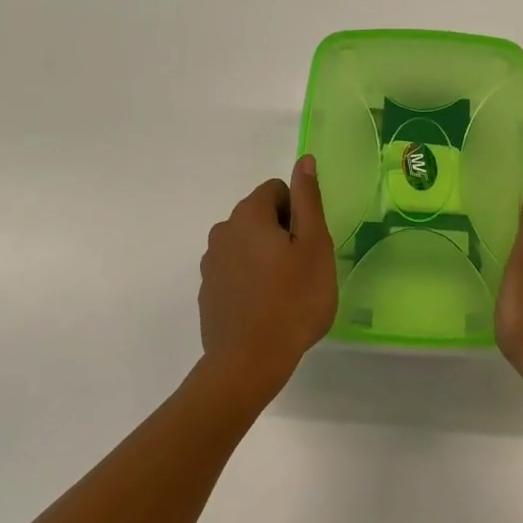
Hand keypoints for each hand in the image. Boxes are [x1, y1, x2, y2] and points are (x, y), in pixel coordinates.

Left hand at [198, 156, 338, 405]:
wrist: (248, 362)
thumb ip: (309, 200)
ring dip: (265, 257)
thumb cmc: (293, 301)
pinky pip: (235, 271)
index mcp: (248, 216)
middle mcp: (222, 231)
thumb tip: (304, 160)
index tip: (308, 245)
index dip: (298, 213)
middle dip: (282, 234)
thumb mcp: (315, 247)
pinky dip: (250, 280)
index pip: (276, 190)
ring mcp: (210, 263)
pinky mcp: (207, 292)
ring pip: (246, 245)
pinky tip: (265, 309)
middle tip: (302, 270)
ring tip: (284, 292)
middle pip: (260, 216)